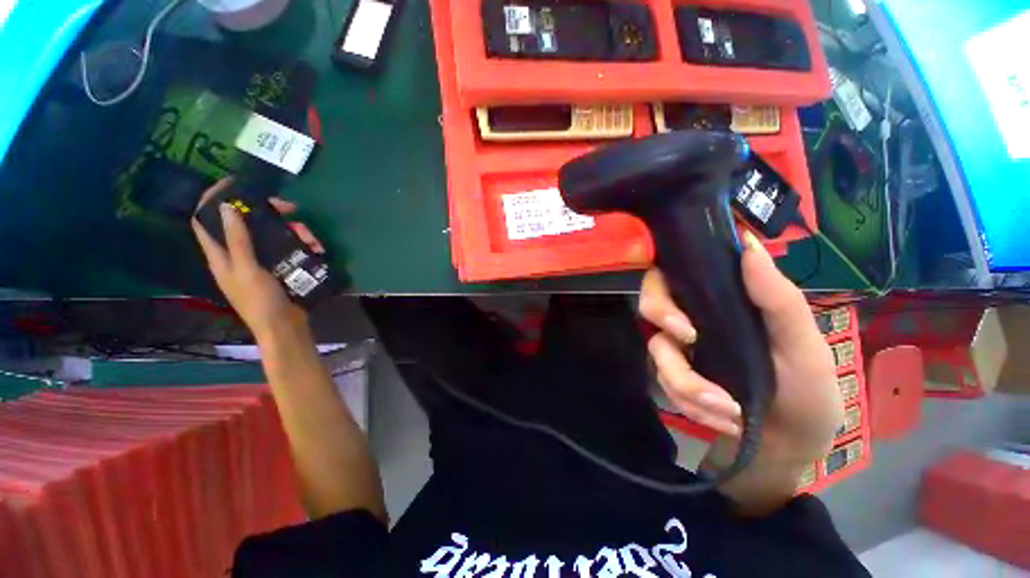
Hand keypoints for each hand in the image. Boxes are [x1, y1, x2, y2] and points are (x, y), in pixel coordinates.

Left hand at [191, 179, 323, 339]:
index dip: (211, 200)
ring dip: (293, 230)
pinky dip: (303, 244)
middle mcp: (239, 254)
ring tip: (311, 236)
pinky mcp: (281, 267)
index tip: (231, 184)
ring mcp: (262, 261)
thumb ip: (237, 240)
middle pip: (247, 224)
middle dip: (267, 213)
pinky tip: (317, 247)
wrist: (285, 327)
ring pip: (273, 234)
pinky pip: (290, 248)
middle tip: (289, 208)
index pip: (205, 221)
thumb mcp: (248, 270)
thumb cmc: (260, 301)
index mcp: (221, 255)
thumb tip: (225, 206)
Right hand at [639, 231, 843, 462]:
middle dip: (664, 319)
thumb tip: (748, 244)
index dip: (663, 283)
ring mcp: (680, 348)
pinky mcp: (674, 376)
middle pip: (650, 302)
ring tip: (730, 412)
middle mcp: (693, 317)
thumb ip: (776, 298)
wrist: (788, 444)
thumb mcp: (801, 344)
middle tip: (689, 340)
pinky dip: (692, 404)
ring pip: (657, 350)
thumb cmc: (806, 389)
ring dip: (688, 384)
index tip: (683, 311)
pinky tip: (724, 420)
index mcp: (721, 300)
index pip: (674, 274)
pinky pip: (664, 382)